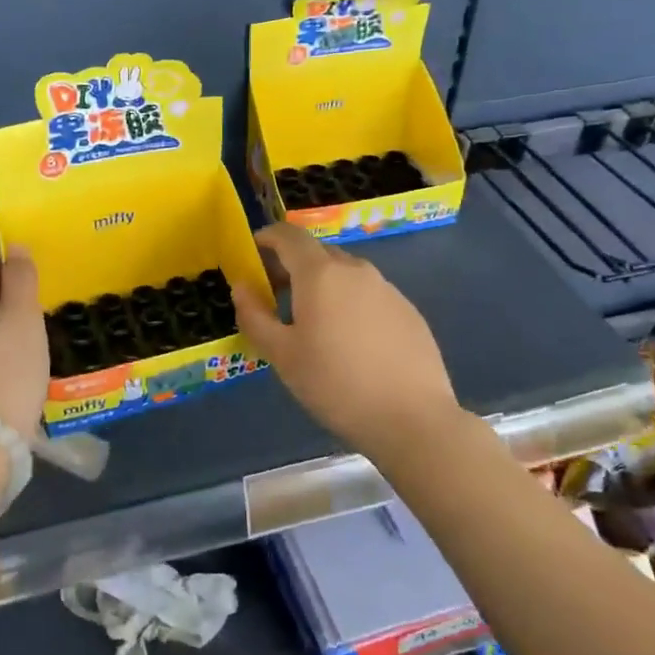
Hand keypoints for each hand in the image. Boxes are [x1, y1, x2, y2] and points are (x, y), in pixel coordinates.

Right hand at [232, 222, 464, 458]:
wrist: (413, 419)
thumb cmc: (336, 384)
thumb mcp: (282, 355)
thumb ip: (254, 315)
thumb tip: (241, 286)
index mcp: (320, 273)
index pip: (288, 235)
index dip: (266, 239)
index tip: (251, 257)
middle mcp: (355, 269)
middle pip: (316, 252)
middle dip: (291, 265)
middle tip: (275, 297)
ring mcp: (387, 288)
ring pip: (345, 274)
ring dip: (322, 285)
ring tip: (313, 324)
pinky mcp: (408, 310)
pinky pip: (368, 294)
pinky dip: (349, 303)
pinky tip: (350, 342)